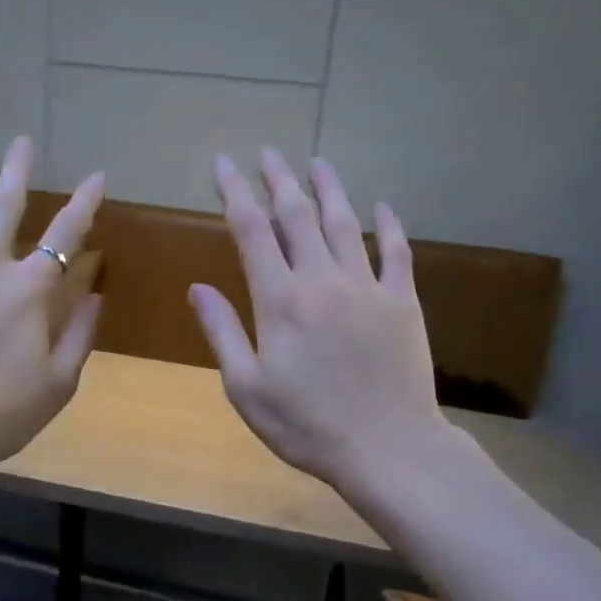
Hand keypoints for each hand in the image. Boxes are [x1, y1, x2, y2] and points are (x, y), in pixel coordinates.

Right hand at [189, 150, 448, 489]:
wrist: (387, 447)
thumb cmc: (305, 424)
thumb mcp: (246, 388)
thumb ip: (222, 332)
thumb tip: (197, 287)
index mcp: (279, 300)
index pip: (252, 230)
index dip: (235, 192)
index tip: (224, 164)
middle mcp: (322, 280)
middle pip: (298, 215)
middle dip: (278, 179)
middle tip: (267, 152)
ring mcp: (367, 287)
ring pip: (345, 223)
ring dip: (328, 189)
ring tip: (316, 162)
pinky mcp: (402, 302)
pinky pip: (396, 252)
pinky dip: (388, 225)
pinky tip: (382, 206)